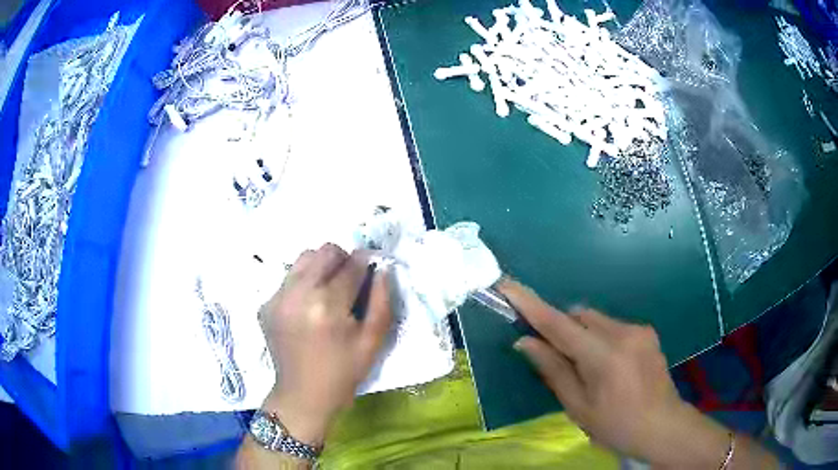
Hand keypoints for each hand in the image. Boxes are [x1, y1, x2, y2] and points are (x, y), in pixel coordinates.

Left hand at [258, 244, 390, 445]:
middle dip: (343, 260)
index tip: (372, 268)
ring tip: (328, 291)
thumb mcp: (373, 341)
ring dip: (321, 267)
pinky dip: (303, 283)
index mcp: (327, 305)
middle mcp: (298, 293)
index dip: (366, 263)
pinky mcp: (266, 304)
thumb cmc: (344, 372)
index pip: (352, 265)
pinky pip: (289, 278)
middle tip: (349, 282)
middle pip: (325, 251)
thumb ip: (382, 300)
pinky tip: (308, 307)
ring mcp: (277, 297)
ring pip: (304, 258)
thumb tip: (381, 268)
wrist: (303, 395)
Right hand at [497, 279, 736, 467]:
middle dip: (562, 329)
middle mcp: (622, 333)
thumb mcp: (578, 407)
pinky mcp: (647, 332)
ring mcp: (638, 330)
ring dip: (582, 335)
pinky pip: (612, 326)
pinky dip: (600, 338)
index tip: (508, 286)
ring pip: (596, 319)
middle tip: (556, 357)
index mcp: (602, 356)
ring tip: (588, 367)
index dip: (530, 305)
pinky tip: (609, 366)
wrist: (662, 425)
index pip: (558, 324)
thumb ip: (552, 370)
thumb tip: (525, 342)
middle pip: (578, 315)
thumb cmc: (615, 425)